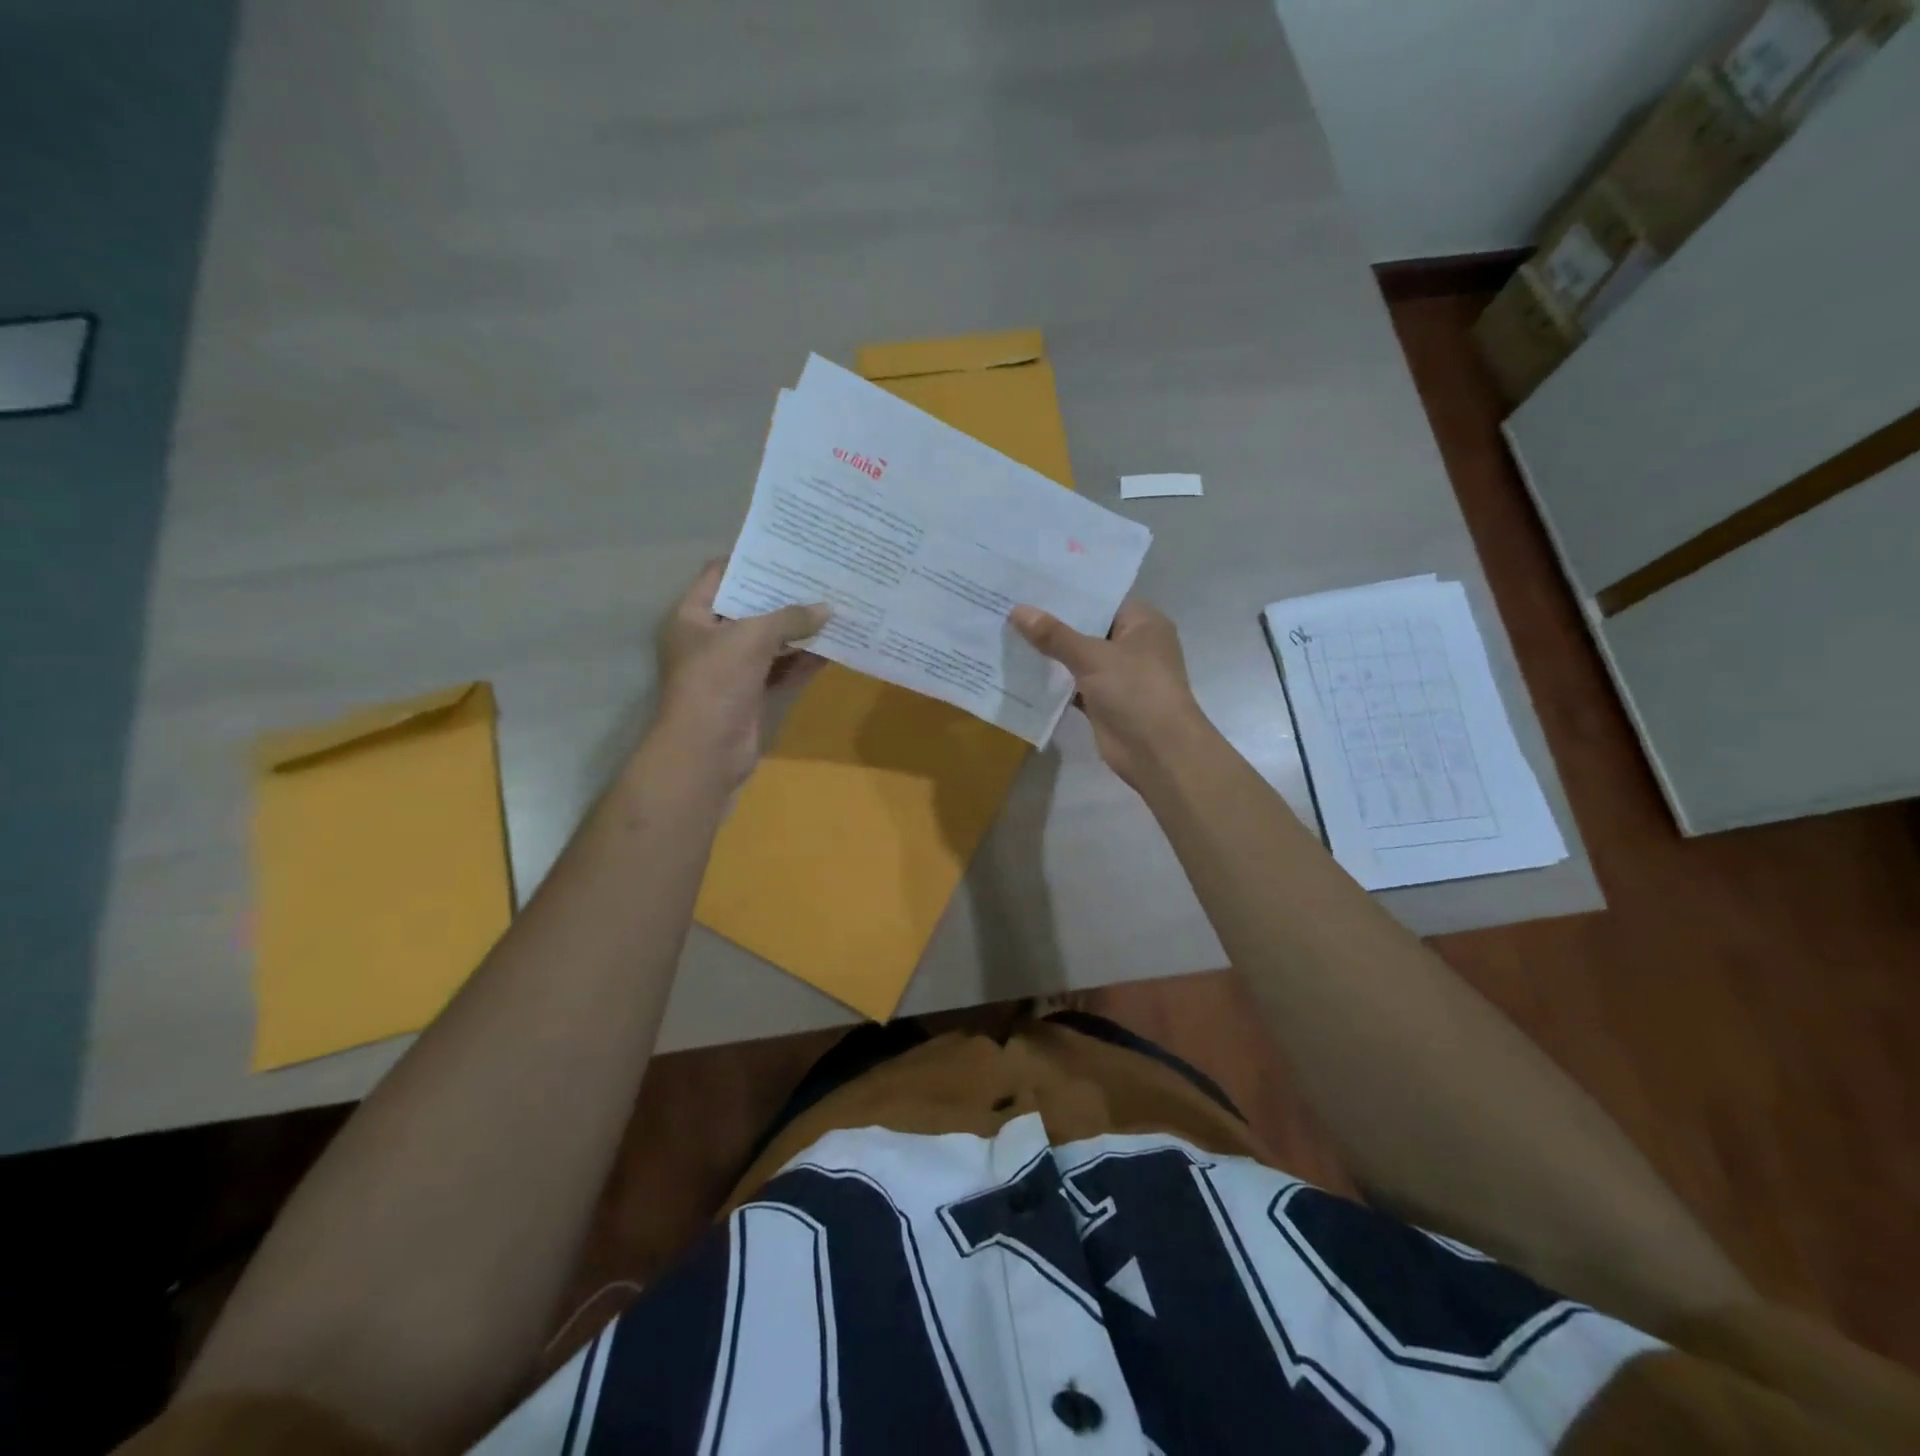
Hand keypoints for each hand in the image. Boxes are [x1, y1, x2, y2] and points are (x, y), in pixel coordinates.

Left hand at [652, 560, 829, 787]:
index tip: (788, 551)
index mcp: (693, 616)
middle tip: (821, 578)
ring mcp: (732, 669)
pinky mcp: (752, 694)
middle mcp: (711, 639)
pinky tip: (834, 647)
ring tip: (836, 608)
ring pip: (770, 641)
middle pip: (750, 608)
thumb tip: (828, 609)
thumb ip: (790, 618)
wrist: (706, 752)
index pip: (720, 575)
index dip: (751, 561)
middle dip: (785, 597)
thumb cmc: (717, 682)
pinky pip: (782, 670)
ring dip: (800, 630)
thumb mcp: (752, 638)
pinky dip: (804, 660)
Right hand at [1009, 598, 1210, 788]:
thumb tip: (1017, 610)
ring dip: (1049, 652)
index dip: (1067, 591)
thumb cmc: (1136, 692)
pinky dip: (1053, 681)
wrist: (1158, 753)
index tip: (1030, 582)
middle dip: (1051, 621)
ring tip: (1006, 631)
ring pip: (1077, 657)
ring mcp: (1118, 675)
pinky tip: (1019, 669)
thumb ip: (1054, 635)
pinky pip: (1073, 684)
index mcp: (1142, 622)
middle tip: (1009, 604)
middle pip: (1086, 627)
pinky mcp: (1104, 702)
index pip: (1101, 598)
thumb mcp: (1093, 657)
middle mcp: (1132, 644)